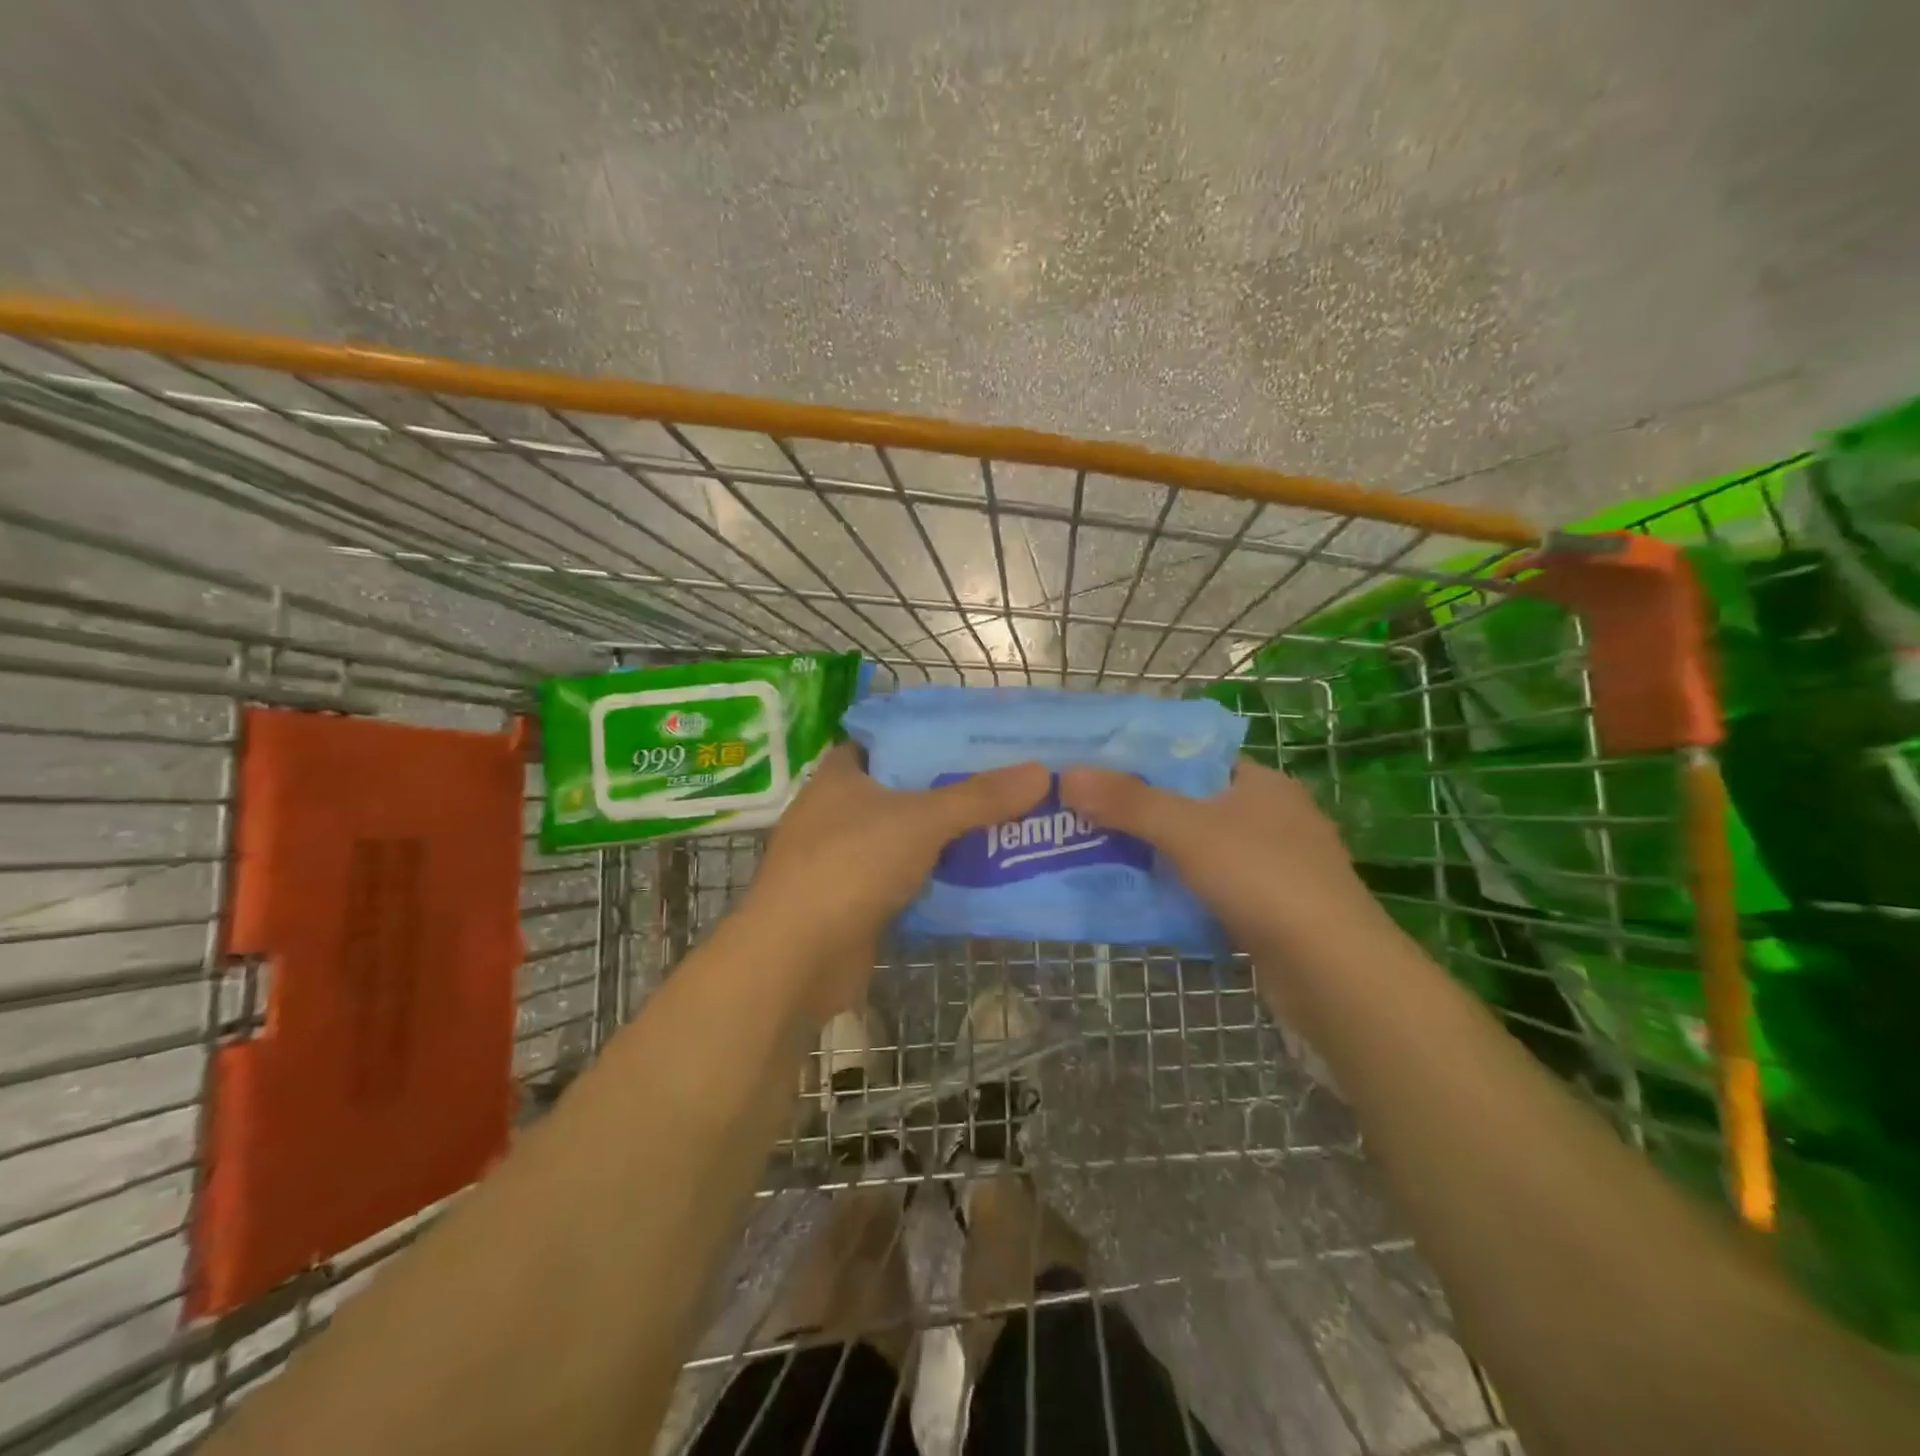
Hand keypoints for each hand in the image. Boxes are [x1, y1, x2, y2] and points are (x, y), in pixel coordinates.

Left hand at [743, 745, 1048, 1017]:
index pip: (887, 742)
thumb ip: (979, 797)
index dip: (929, 738)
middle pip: (903, 792)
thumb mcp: (922, 820)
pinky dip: (934, 879)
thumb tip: (1041, 772)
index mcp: (841, 775)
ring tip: (1005, 827)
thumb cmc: (851, 865)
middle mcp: (837, 811)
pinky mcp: (853, 903)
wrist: (797, 959)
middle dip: (950, 792)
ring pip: (905, 839)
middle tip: (1006, 786)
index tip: (975, 742)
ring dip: (946, 840)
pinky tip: (977, 878)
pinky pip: (904, 880)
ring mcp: (843, 860)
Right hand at [1059, 758, 1392, 970]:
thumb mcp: (1187, 830)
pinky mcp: (1271, 910)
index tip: (1097, 771)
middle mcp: (1272, 818)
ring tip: (1101, 855)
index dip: (1145, 761)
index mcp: (1261, 783)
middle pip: (1192, 805)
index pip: (1194, 758)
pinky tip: (1143, 900)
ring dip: (1157, 855)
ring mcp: (1275, 867)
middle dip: (1141, 813)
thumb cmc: (1263, 879)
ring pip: (1200, 850)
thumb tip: (1069, 775)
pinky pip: (1210, 888)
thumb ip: (1128, 802)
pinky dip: (1179, 891)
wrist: (1332, 973)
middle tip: (1087, 817)